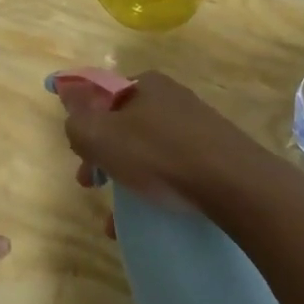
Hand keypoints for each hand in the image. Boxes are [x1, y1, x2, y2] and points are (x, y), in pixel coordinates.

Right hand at [57, 70, 268, 203]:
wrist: (235, 184)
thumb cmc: (160, 155)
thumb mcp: (101, 137)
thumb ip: (77, 120)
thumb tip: (68, 99)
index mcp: (145, 84)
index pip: (102, 96)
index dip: (85, 125)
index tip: (80, 157)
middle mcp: (172, 98)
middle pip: (124, 126)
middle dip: (103, 157)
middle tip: (91, 186)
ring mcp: (196, 126)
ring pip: (147, 151)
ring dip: (126, 180)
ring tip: (116, 217)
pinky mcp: (214, 153)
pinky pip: (173, 169)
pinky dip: (154, 190)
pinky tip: (145, 219)